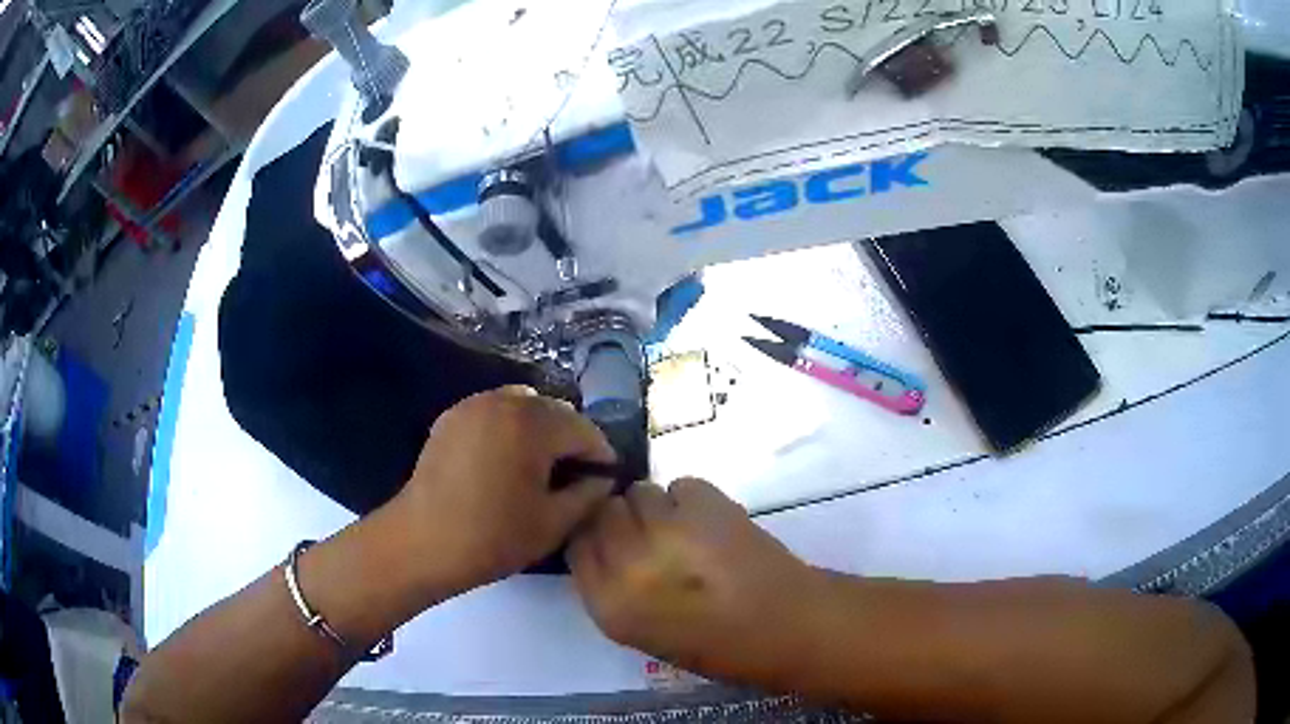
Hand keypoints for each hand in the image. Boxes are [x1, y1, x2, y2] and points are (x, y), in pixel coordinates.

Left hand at [391, 386, 616, 593]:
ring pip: (524, 406)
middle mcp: (504, 402)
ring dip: (541, 429)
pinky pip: (494, 411)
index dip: (601, 455)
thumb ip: (588, 495)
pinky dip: (510, 427)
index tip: (606, 479)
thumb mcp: (554, 523)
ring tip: (540, 465)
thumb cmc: (493, 537)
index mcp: (533, 423)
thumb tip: (602, 479)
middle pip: (554, 411)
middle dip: (571, 439)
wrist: (422, 543)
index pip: (584, 430)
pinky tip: (505, 460)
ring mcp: (473, 405)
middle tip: (575, 475)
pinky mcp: (451, 417)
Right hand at [567, 478, 814, 680]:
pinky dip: (692, 500)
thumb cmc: (717, 646)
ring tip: (687, 531)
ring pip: (641, 492)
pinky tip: (713, 525)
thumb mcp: (643, 633)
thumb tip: (607, 548)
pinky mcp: (705, 504)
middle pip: (603, 511)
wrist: (787, 627)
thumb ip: (614, 590)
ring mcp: (666, 530)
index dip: (595, 538)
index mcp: (609, 605)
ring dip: (658, 508)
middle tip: (652, 534)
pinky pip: (681, 486)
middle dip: (623, 519)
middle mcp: (627, 564)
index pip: (577, 544)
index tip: (613, 541)